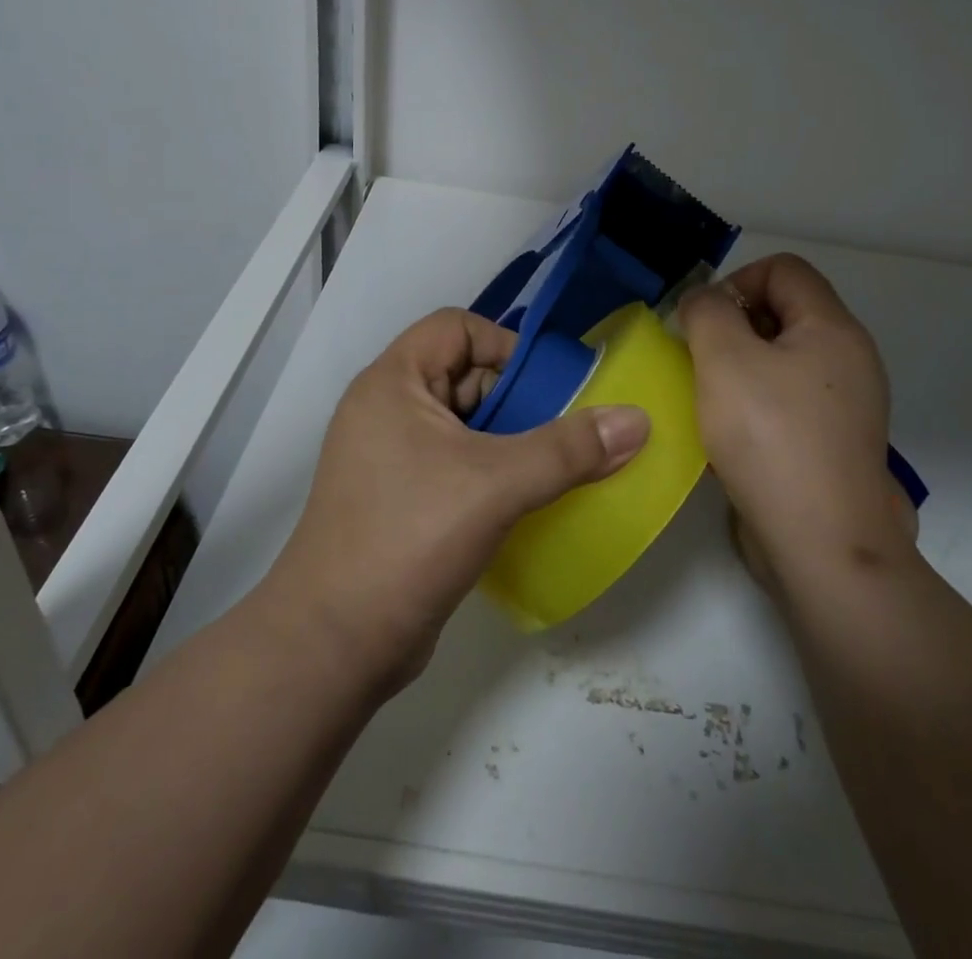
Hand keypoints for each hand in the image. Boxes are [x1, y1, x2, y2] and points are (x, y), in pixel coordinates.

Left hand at [264, 309, 649, 691]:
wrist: (333, 645)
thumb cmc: (408, 538)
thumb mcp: (495, 484)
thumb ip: (568, 450)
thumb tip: (637, 419)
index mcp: (393, 382)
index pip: (456, 327)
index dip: (505, 345)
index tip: (548, 387)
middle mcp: (386, 409)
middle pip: (464, 374)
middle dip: (517, 398)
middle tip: (565, 432)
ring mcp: (390, 456)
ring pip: (463, 424)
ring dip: (510, 439)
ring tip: (558, 466)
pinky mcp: (400, 498)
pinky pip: (456, 463)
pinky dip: (493, 471)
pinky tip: (528, 499)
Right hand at [678, 255, 913, 588]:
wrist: (822, 544)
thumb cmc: (770, 438)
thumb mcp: (724, 359)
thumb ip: (707, 311)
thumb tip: (706, 300)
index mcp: (833, 328)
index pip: (784, 268)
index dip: (736, 281)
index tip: (704, 322)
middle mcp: (850, 358)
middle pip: (785, 310)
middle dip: (734, 324)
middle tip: (701, 360)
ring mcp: (847, 404)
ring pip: (784, 357)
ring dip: (741, 366)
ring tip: (711, 398)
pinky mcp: (834, 441)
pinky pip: (790, 398)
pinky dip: (757, 401)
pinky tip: (732, 433)